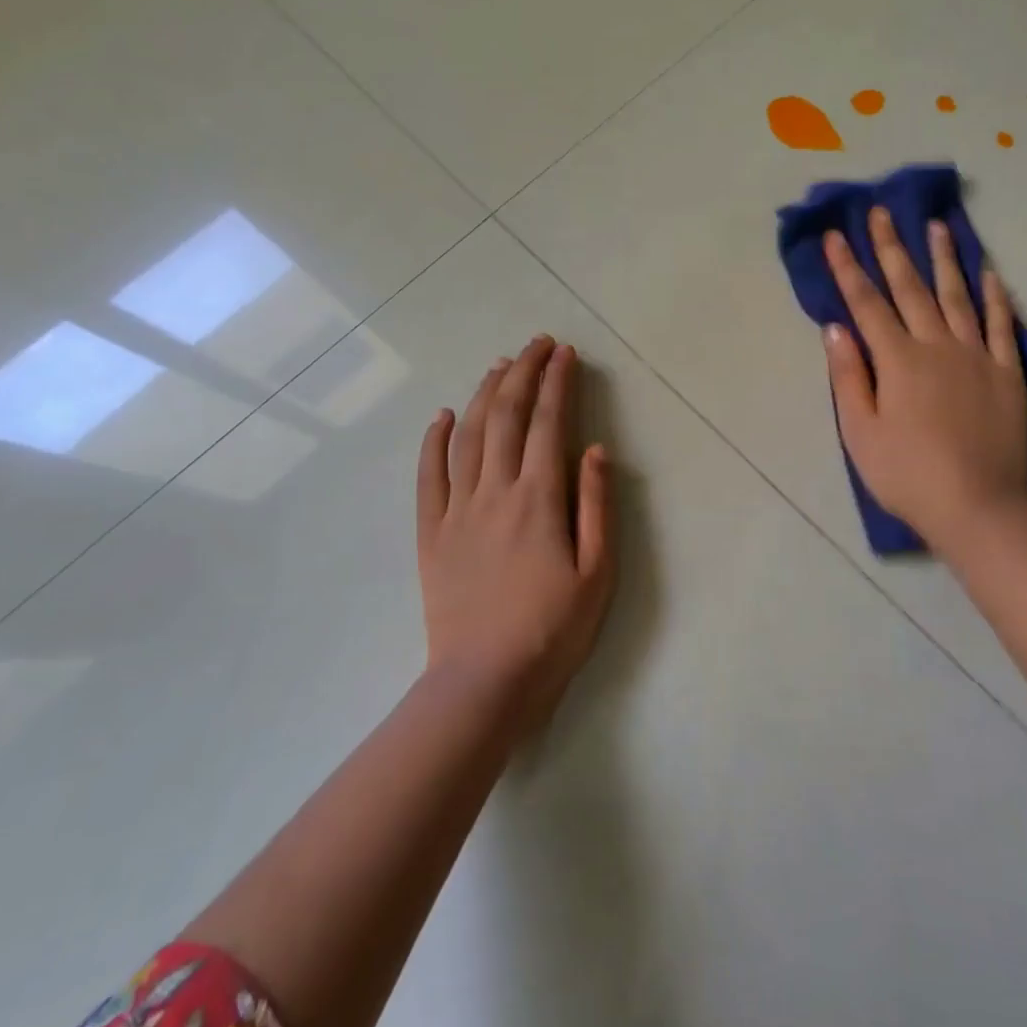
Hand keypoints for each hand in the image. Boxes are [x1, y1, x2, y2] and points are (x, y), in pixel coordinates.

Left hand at [417, 336, 614, 727]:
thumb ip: (597, 505)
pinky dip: (433, 440)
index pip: (548, 424)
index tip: (565, 353)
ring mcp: (457, 510)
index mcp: (540, 499)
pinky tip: (441, 415)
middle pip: (506, 416)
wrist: (485, 681)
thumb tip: (596, 449)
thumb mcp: (597, 572)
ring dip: (483, 394)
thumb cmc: (553, 630)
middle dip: (523, 373)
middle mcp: (495, 492)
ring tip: (499, 365)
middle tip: (536, 344)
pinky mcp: (431, 533)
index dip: (558, 383)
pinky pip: (428, 476)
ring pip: (467, 436)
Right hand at [823, 208, 1026, 555]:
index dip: (848, 269)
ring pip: (958, 295)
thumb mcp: (860, 433)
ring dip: (944, 259)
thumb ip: (848, 377)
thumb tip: (835, 329)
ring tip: (938, 226)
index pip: (866, 304)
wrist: (977, 506)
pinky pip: (1001, 325)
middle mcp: (937, 346)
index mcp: (897, 360)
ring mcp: (977, 356)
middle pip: (910, 288)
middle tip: (882, 213)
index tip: (835, 236)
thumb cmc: (907, 475)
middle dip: (892, 248)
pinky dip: (995, 296)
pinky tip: (990, 272)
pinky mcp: (1007, 373)